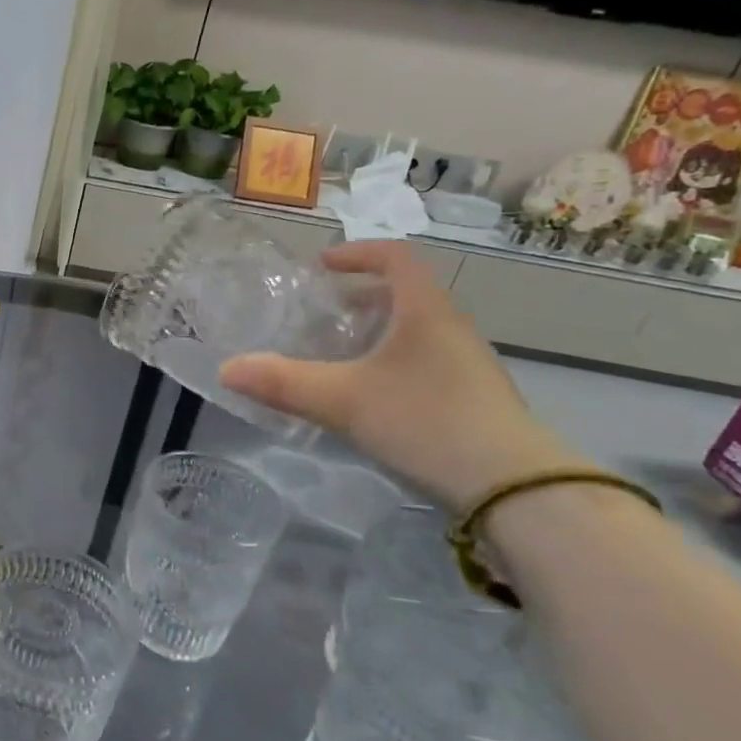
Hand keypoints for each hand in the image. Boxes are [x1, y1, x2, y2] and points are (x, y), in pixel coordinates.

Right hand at [219, 241, 578, 506]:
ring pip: (416, 330)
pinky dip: (391, 362)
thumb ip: (283, 383)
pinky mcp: (472, 398)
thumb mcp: (343, 400)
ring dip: (377, 332)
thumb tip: (226, 369)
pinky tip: (370, 397)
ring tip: (339, 356)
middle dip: (361, 297)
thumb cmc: (425, 421)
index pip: (396, 258)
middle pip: (406, 294)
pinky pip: (424, 361)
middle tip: (323, 314)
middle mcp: (451, 328)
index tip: (322, 266)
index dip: (358, 253)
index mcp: (425, 311)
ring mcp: (466, 365)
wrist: (513, 487)